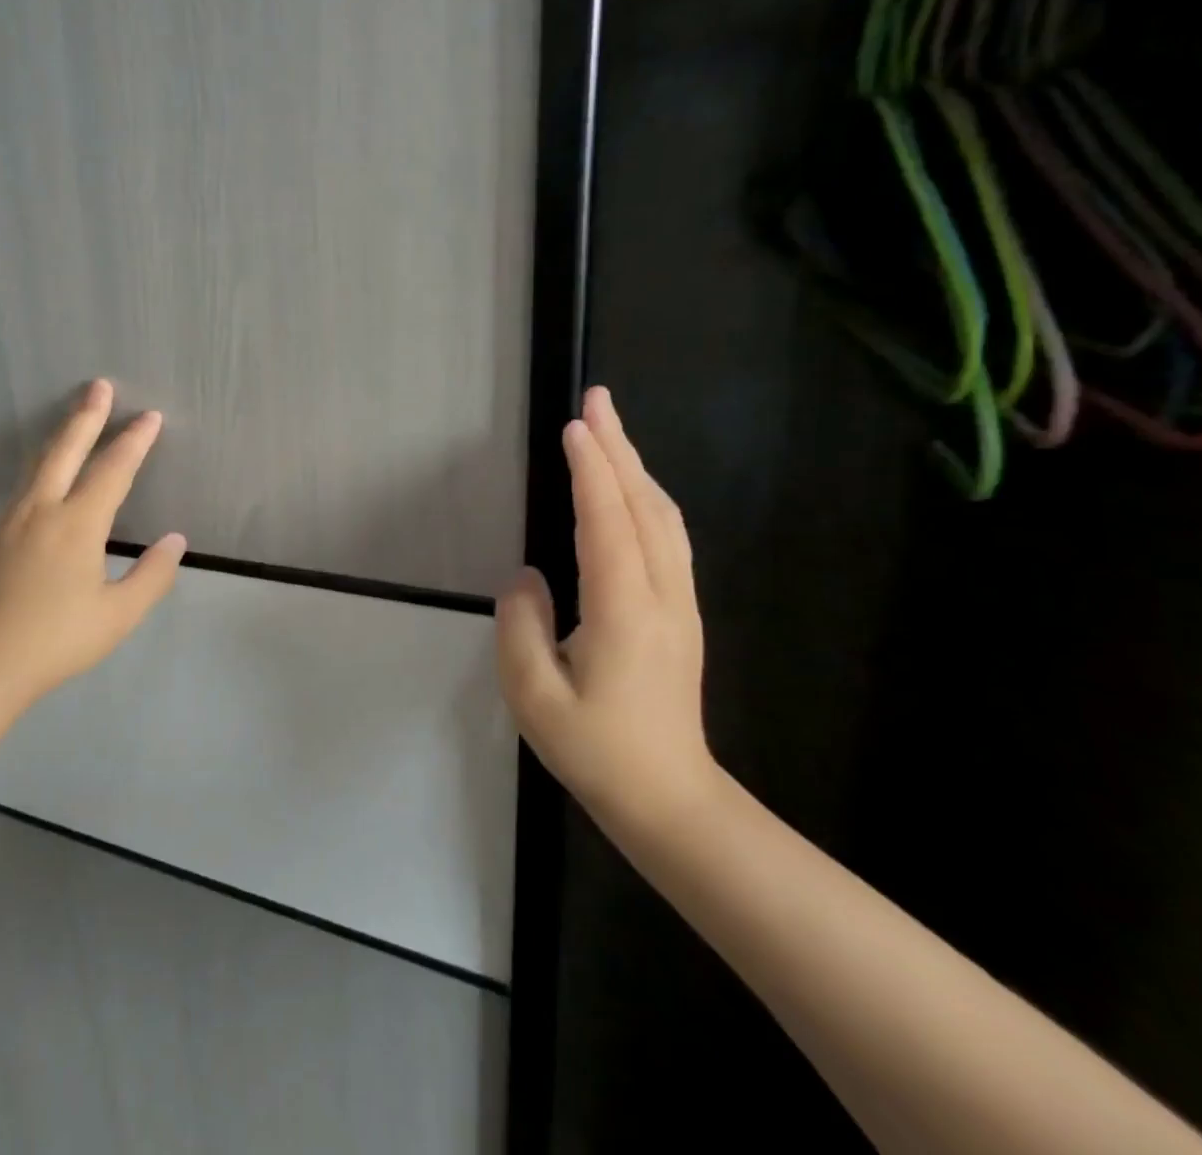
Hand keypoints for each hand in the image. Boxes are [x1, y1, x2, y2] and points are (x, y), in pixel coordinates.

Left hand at [0, 379, 186, 699]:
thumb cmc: (59, 639)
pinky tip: (48, 472)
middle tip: (99, 386)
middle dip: (86, 416)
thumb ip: (152, 575)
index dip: (134, 441)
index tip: (151, 416)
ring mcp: (14, 520)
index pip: (113, 470)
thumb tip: (175, 540)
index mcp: (77, 525)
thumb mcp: (119, 614)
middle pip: (66, 450)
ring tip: (75, 417)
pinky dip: (44, 463)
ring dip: (61, 435)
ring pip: (40, 463)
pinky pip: (26, 484)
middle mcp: (43, 510)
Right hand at [496, 385, 714, 827]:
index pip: (607, 524)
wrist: (672, 801)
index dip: (591, 472)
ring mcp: (679, 603)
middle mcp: (661, 596)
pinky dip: (647, 497)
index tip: (574, 426)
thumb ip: (521, 627)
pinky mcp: (681, 613)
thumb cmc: (597, 752)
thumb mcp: (534, 697)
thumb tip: (527, 576)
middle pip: (643, 507)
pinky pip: (668, 538)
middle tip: (597, 399)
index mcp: (624, 613)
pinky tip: (632, 488)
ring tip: (609, 429)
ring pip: (663, 518)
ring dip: (635, 467)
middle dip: (619, 449)